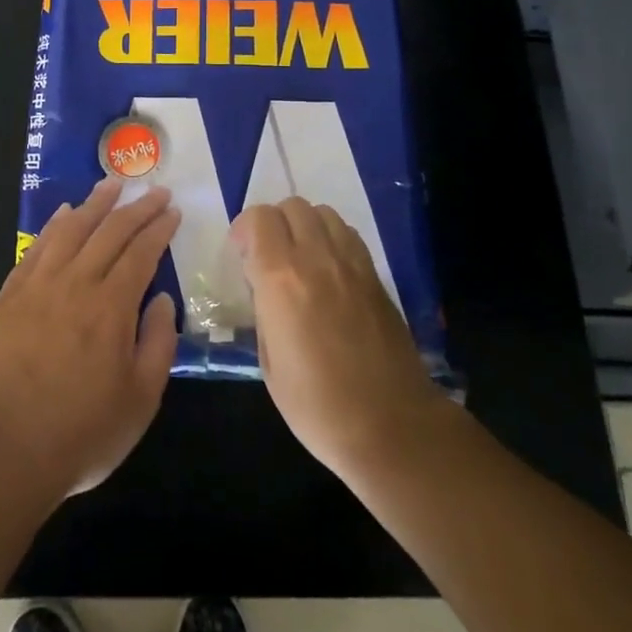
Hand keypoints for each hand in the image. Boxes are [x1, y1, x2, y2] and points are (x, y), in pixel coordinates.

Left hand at [0, 179, 180, 499]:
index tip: (172, 210)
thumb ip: (158, 343)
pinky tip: (63, 213)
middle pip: (109, 232)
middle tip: (154, 190)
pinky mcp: (8, 296)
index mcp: (112, 307)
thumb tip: (163, 300)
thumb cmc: (82, 433)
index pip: (141, 252)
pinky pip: (36, 248)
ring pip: (70, 229)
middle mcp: (76, 284)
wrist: (3, 450)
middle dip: (136, 207)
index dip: (159, 228)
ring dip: (94, 203)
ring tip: (111, 184)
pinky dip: (53, 225)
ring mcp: (37, 286)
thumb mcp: (141, 400)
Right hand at [233, 198, 444, 479]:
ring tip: (299, 259)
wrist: (391, 426)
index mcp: (281, 279)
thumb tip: (264, 290)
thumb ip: (264, 312)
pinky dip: (331, 239)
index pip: (259, 219)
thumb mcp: (269, 363)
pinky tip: (327, 271)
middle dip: (273, 223)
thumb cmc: (317, 405)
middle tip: (267, 255)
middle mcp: (317, 259)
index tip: (241, 255)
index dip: (244, 229)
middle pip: (292, 205)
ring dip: (304, 226)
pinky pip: (348, 235)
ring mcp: (352, 264)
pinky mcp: (376, 277)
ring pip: (323, 213)